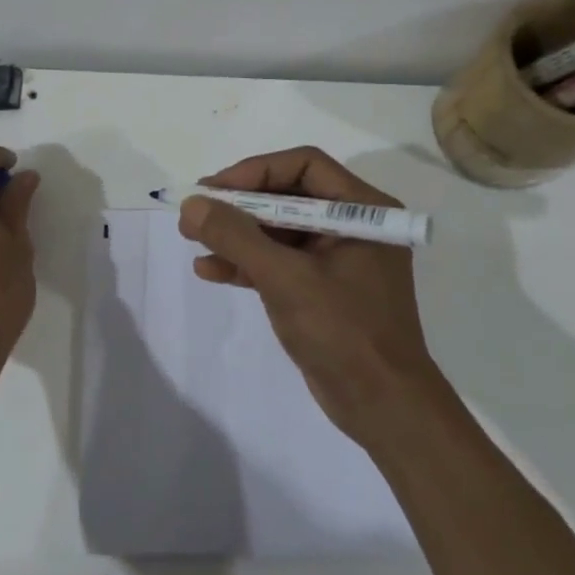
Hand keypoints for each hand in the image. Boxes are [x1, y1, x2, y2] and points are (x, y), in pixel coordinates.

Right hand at [180, 147, 435, 444]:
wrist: (383, 409)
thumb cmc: (343, 332)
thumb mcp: (285, 278)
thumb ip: (236, 236)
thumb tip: (192, 204)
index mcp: (362, 210)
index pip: (304, 165)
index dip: (255, 171)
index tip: (214, 190)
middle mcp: (352, 225)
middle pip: (287, 195)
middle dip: (239, 205)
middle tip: (196, 212)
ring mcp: (336, 258)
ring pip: (278, 229)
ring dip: (236, 233)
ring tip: (192, 239)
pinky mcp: (321, 288)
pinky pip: (279, 261)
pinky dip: (246, 263)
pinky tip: (210, 270)